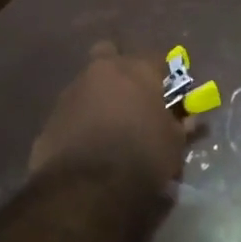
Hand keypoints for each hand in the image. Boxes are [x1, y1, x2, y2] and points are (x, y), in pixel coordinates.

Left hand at [30, 42, 188, 188]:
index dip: (164, 77)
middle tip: (132, 97)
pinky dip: (82, 119)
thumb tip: (189, 119)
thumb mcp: (173, 144)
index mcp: (138, 70)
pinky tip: (89, 142)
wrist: (86, 188)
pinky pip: (73, 109)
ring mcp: (73, 90)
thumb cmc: (141, 158)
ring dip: (100, 96)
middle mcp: (103, 71)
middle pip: (111, 53)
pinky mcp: (52, 115)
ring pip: (89, 82)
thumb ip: (180, 125)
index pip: (158, 60)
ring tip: (110, 126)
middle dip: (121, 69)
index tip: (168, 96)